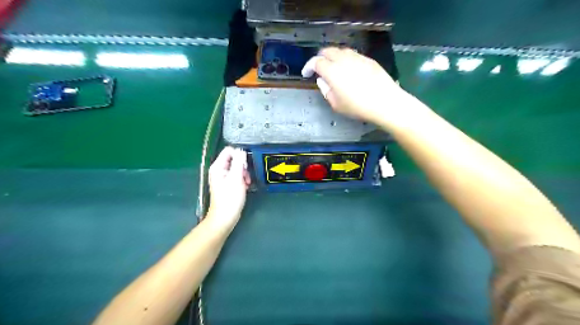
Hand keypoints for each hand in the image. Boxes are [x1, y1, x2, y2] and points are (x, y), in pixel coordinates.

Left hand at [206, 147, 248, 230]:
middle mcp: (219, 170)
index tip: (245, 165)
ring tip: (246, 182)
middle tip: (246, 176)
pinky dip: (242, 179)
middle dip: (243, 165)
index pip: (229, 150)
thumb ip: (239, 162)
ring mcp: (223, 177)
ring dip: (244, 173)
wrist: (225, 217)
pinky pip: (237, 175)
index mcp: (217, 166)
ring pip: (237, 167)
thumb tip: (241, 151)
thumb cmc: (230, 198)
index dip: (239, 155)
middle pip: (234, 158)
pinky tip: (245, 186)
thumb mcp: (236, 178)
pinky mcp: (227, 184)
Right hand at [301, 47, 408, 126]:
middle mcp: (343, 59)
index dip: (308, 66)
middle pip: (327, 51)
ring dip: (333, 57)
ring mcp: (357, 57)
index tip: (306, 73)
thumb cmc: (358, 107)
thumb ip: (325, 90)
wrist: (385, 102)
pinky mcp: (368, 59)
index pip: (316, 62)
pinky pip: (352, 54)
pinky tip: (348, 69)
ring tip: (333, 67)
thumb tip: (322, 81)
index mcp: (332, 71)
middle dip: (320, 58)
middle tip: (318, 68)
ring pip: (340, 50)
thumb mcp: (336, 105)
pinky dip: (345, 59)